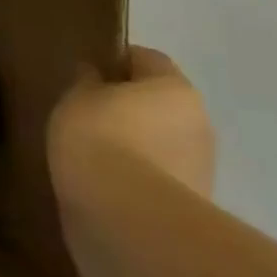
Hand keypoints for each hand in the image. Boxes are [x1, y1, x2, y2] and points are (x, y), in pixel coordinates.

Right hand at [48, 46, 215, 203]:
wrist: (126, 218)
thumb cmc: (99, 139)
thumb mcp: (76, 99)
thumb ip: (86, 82)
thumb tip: (94, 75)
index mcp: (174, 87)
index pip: (146, 58)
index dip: (115, 61)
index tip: (86, 74)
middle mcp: (198, 122)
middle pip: (159, 103)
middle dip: (128, 107)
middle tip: (86, 115)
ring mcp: (200, 167)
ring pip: (160, 142)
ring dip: (134, 145)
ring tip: (92, 155)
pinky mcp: (191, 205)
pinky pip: (157, 177)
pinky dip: (135, 177)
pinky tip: (104, 184)